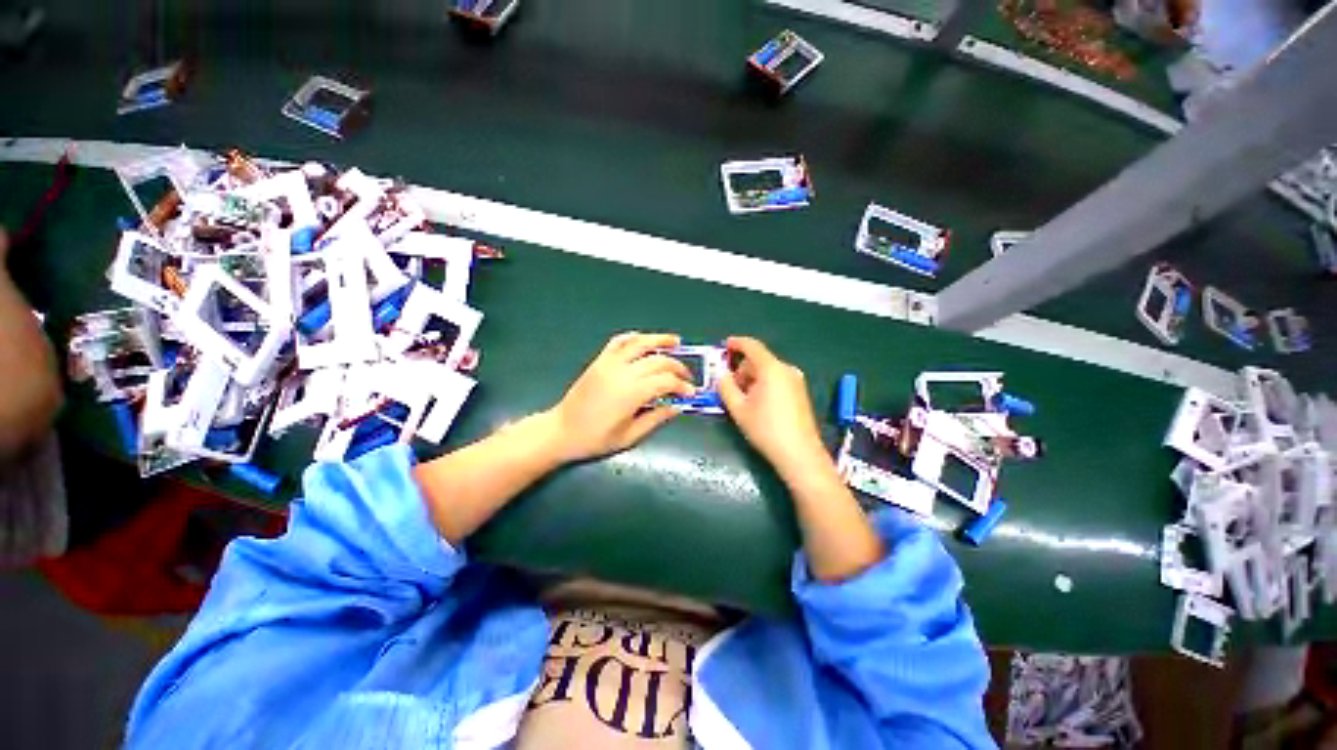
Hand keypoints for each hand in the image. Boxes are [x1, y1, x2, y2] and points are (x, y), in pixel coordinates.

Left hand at [547, 332, 694, 462]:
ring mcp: (609, 363)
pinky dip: (633, 338)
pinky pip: (618, 342)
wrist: (561, 431)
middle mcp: (622, 372)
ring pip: (640, 343)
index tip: (691, 393)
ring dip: (660, 340)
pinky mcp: (600, 360)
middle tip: (686, 377)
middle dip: (677, 367)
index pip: (665, 381)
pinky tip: (644, 339)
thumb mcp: (629, 436)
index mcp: (631, 393)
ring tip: (676, 341)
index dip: (682, 386)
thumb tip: (677, 407)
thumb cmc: (595, 439)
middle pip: (658, 361)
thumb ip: (656, 418)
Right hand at [718, 336, 826, 478]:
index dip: (736, 343)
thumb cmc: (765, 429)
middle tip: (730, 388)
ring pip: (767, 370)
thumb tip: (721, 375)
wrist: (799, 454)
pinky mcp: (800, 392)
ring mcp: (796, 380)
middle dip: (741, 369)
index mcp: (771, 369)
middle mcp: (786, 369)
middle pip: (758, 360)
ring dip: (752, 379)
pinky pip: (777, 379)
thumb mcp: (738, 408)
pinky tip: (758, 404)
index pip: (752, 346)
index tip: (724, 346)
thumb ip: (726, 387)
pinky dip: (764, 384)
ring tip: (744, 400)